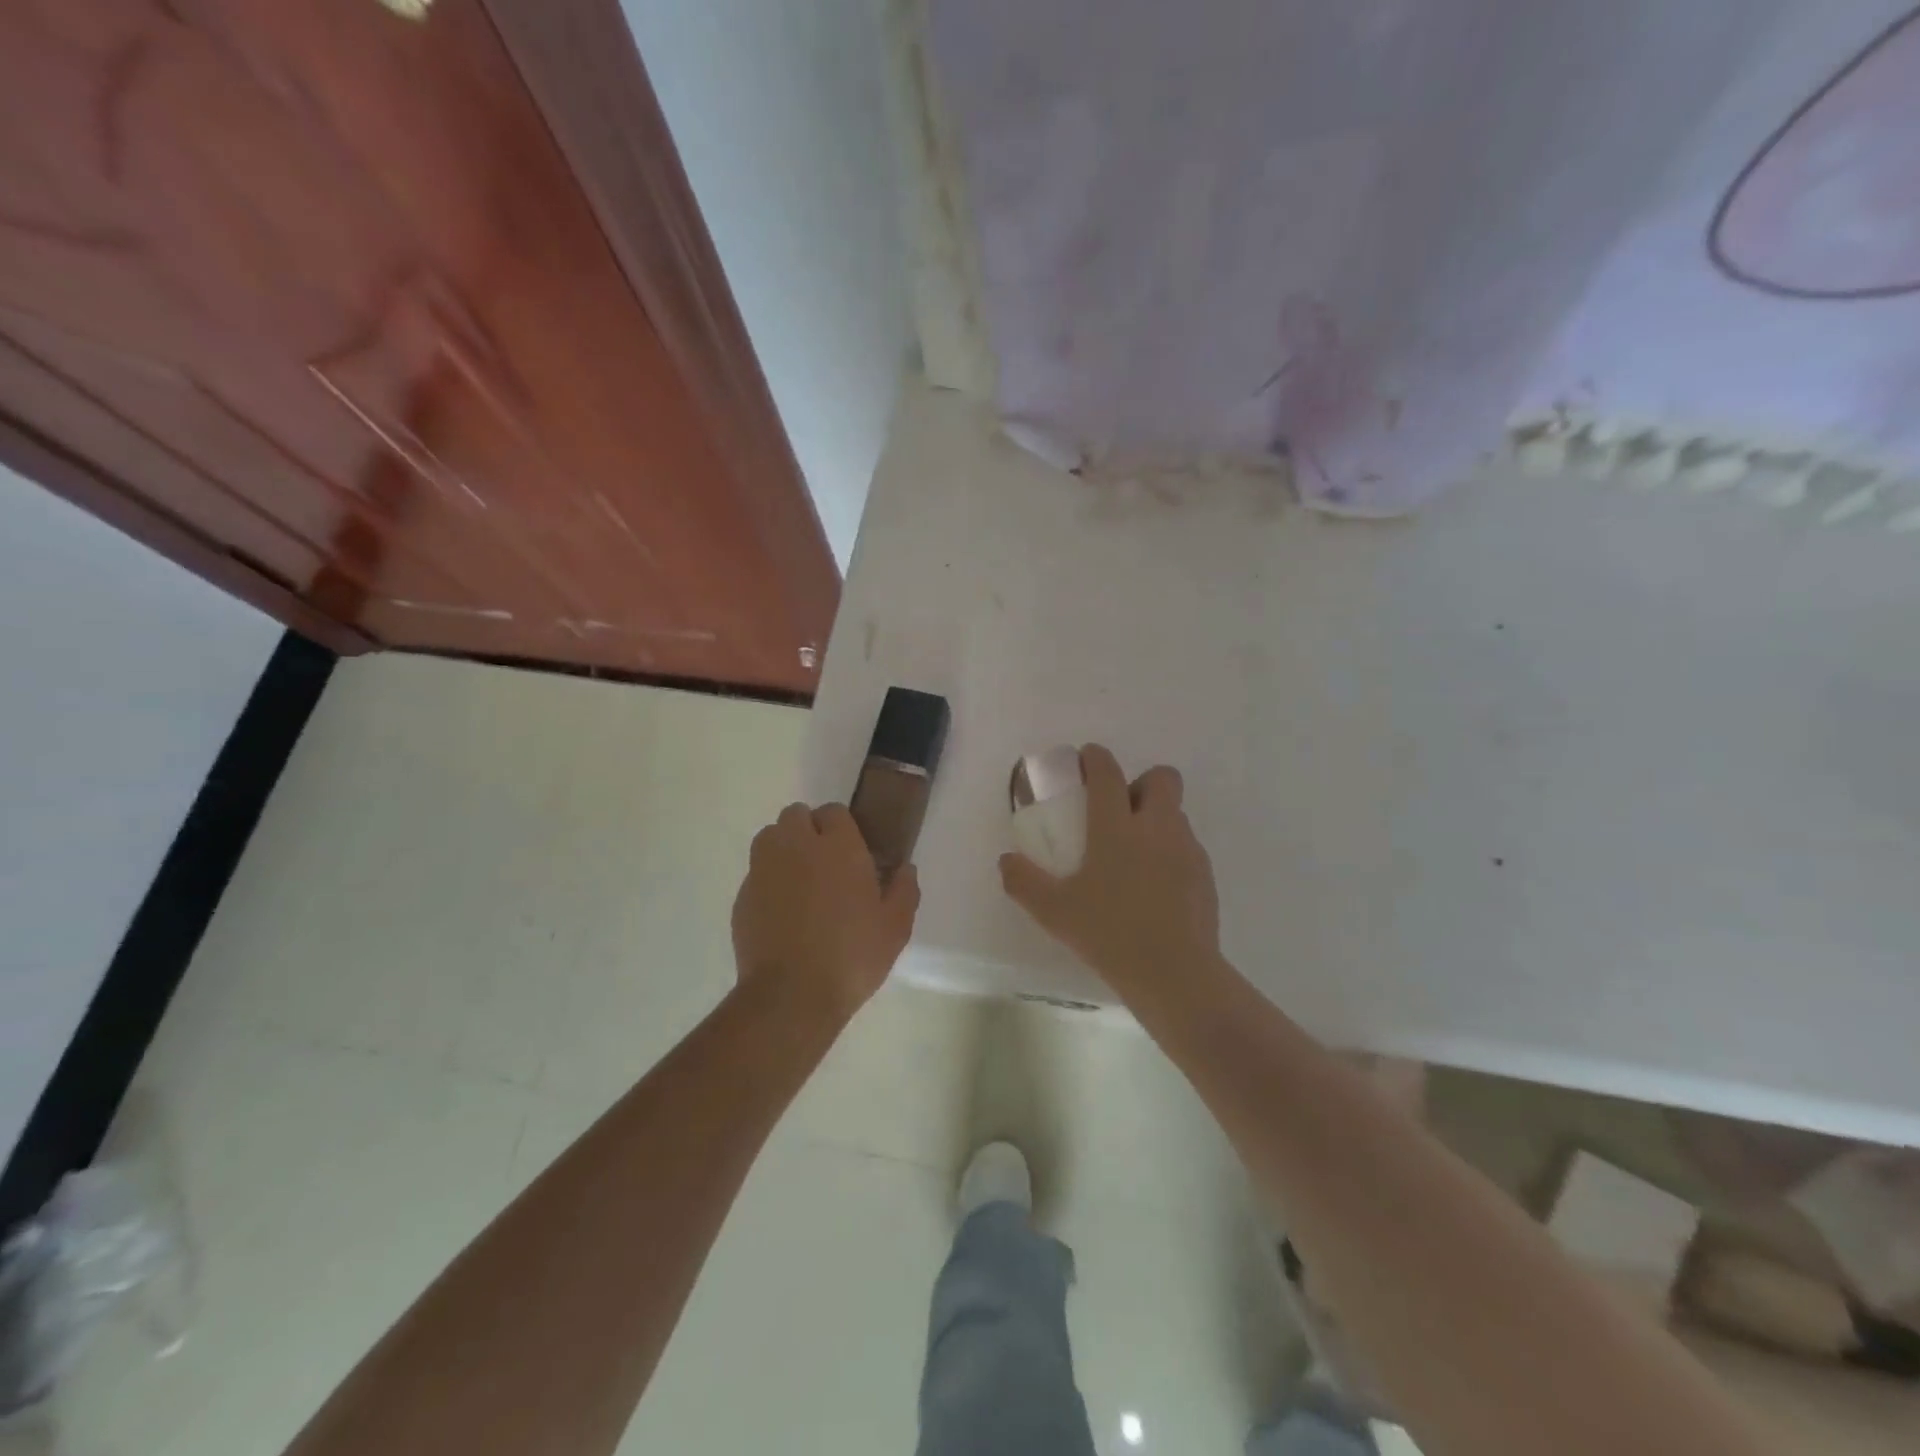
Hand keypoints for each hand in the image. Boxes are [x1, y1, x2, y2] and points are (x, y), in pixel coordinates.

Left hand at [732, 802, 919, 1022]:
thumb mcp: (895, 927)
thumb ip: (904, 890)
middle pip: (796, 815)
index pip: (835, 812)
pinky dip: (768, 881)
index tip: (852, 852)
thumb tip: (905, 868)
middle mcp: (797, 846)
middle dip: (809, 829)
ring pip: (770, 837)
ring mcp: (764, 869)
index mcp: (839, 846)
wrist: (792, 994)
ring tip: (799, 880)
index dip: (842, 828)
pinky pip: (756, 872)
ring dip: (784, 847)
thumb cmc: (852, 955)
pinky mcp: (743, 895)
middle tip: (825, 862)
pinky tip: (782, 911)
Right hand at [999, 745, 1219, 998]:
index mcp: (1116, 828)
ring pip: (1176, 813)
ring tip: (1135, 855)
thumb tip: (1006, 861)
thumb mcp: (1054, 912)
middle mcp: (1156, 827)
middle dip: (1141, 782)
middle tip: (1120, 811)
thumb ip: (1024, 881)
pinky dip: (1170, 851)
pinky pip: (1187, 846)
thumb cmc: (1109, 934)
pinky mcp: (1205, 875)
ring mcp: (1187, 850)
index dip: (1096, 757)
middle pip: (1161, 778)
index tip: (1087, 758)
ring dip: (1156, 818)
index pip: (1108, 773)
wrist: (1175, 974)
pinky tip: (1155, 886)